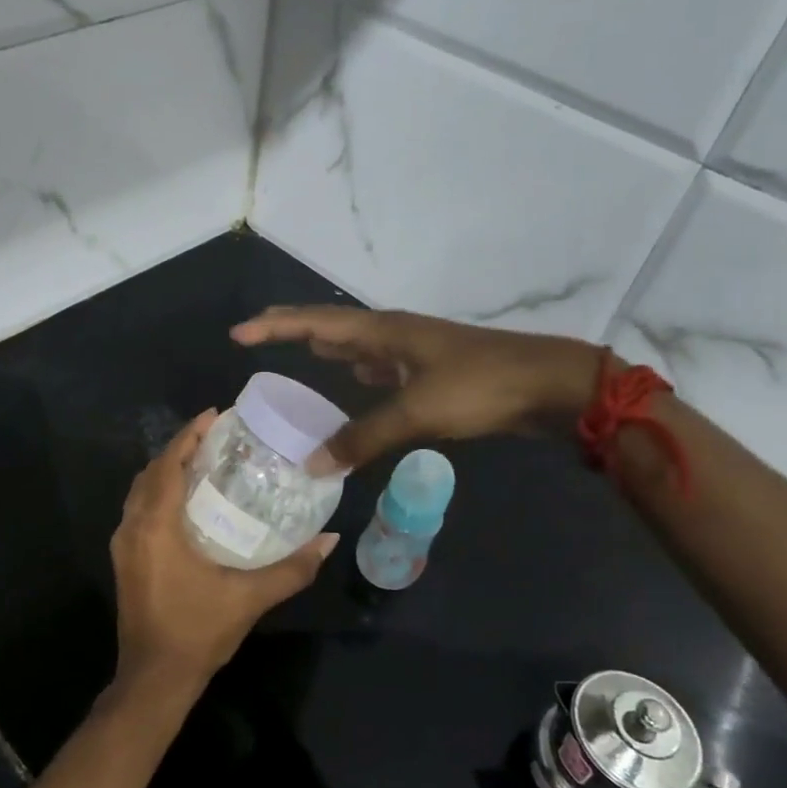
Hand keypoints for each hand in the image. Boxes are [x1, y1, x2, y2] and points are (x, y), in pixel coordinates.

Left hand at [110, 410, 336, 700]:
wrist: (154, 678)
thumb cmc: (198, 632)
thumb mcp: (250, 598)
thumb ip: (293, 568)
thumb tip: (330, 540)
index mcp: (156, 526)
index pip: (168, 464)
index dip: (189, 436)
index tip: (214, 415)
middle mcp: (133, 528)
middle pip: (151, 472)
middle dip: (180, 449)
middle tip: (215, 437)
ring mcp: (124, 545)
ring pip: (141, 491)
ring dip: (167, 470)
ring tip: (203, 462)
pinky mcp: (125, 560)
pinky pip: (139, 510)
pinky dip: (159, 493)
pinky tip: (186, 502)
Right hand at [231, 306, 606, 471]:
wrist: (549, 386)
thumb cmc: (479, 387)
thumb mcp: (416, 412)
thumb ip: (362, 437)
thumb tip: (313, 464)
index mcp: (384, 331)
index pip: (315, 322)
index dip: (274, 326)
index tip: (237, 333)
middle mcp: (393, 333)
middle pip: (332, 325)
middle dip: (293, 330)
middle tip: (257, 338)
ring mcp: (413, 349)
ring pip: (357, 344)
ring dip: (326, 347)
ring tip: (299, 355)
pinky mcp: (430, 369)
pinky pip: (379, 364)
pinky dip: (357, 370)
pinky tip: (355, 379)